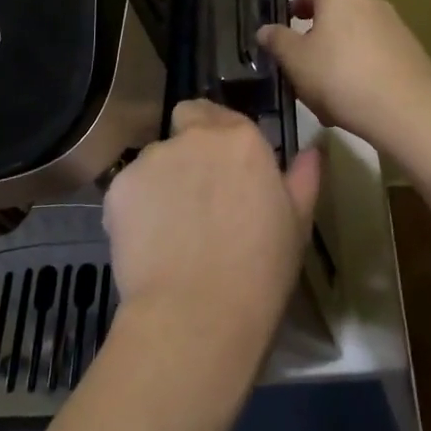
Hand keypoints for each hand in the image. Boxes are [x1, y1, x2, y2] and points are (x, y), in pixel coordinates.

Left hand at [102, 100, 320, 365]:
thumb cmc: (259, 272)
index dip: (218, 136)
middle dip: (188, 145)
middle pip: (184, 123)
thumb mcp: (296, 225)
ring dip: (163, 179)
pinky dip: (136, 208)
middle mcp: (194, 137)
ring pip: (155, 159)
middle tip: (196, 192)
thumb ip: (303, 178)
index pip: (218, 113)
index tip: (223, 168)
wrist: (197, 317)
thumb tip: (312, 151)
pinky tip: (148, 243)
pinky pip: (129, 189)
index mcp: (240, 139)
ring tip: (171, 228)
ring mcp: (152, 159)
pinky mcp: (119, 187)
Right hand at [257, 0, 430, 160]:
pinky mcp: (411, 50)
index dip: (296, 9)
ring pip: (355, 37)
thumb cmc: (339, 76)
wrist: (406, 108)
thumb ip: (277, 41)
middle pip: (335, 14)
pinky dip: (362, 68)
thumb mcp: (295, 61)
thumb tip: (264, 29)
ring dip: (340, 55)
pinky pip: (376, 54)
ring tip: (327, 90)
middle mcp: (368, 1)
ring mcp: (394, 25)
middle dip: (318, 36)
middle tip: (303, 63)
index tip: (287, 27)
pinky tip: (355, 98)